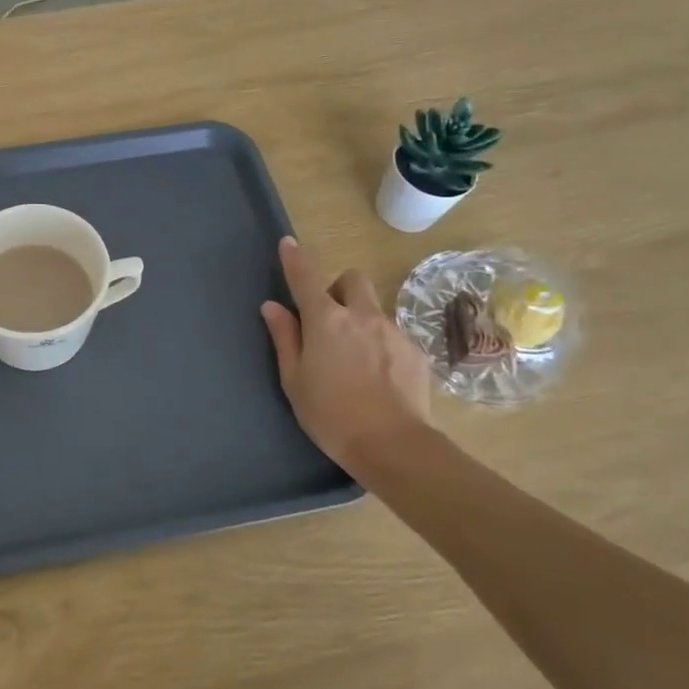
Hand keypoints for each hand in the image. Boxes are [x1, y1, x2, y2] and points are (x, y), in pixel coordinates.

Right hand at [260, 237, 431, 475]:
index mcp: (326, 321)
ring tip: (354, 359)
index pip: (306, 278)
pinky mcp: (415, 352)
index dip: (295, 259)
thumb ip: (285, 338)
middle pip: (352, 280)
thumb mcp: (294, 380)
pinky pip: (392, 335)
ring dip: (360, 320)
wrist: (393, 445)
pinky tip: (377, 377)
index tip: (288, 243)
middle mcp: (362, 316)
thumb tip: (273, 307)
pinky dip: (380, 345)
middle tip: (328, 319)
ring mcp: (393, 332)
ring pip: (373, 309)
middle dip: (338, 289)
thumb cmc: (331, 415)